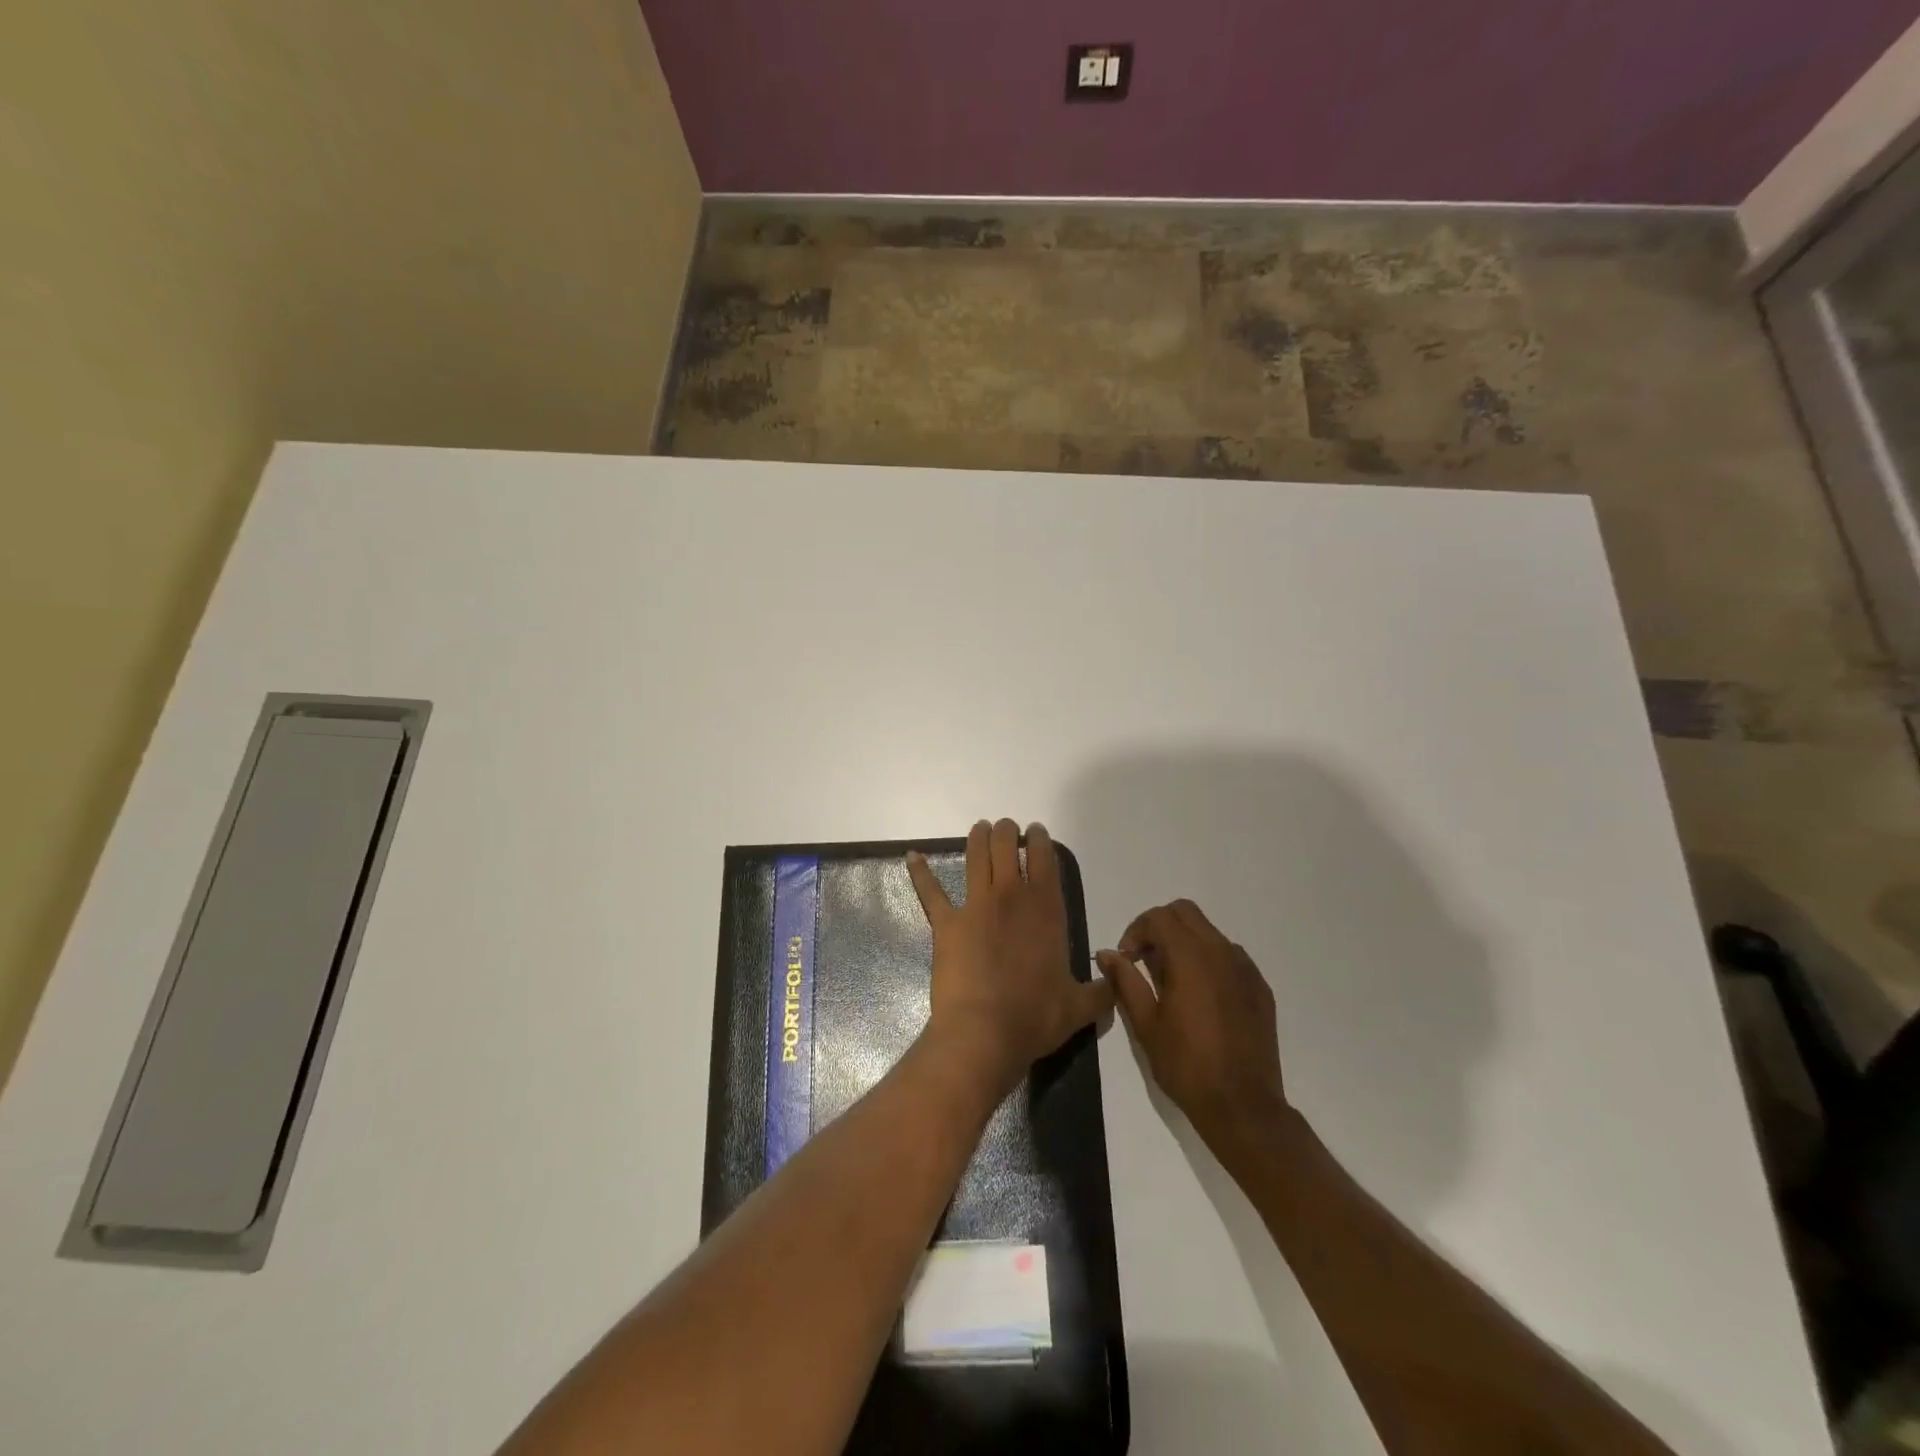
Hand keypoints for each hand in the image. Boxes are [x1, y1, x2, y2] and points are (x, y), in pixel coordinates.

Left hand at [907, 819, 1112, 1096]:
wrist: (984, 1032)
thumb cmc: (1034, 1017)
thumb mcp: (1079, 1008)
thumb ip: (1102, 991)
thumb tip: (1115, 981)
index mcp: (1046, 909)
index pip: (1045, 859)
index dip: (1041, 840)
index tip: (1037, 832)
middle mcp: (1011, 897)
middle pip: (1007, 846)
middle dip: (1008, 832)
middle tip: (1007, 829)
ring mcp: (975, 905)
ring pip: (975, 857)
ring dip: (978, 838)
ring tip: (980, 828)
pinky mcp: (946, 922)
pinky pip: (930, 891)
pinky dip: (920, 872)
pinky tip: (912, 856)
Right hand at [1096, 900, 1288, 1155]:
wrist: (1243, 1106)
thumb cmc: (1186, 1065)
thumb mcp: (1145, 1024)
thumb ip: (1126, 981)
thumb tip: (1108, 954)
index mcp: (1190, 956)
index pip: (1158, 917)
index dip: (1135, 931)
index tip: (1127, 959)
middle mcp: (1221, 952)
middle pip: (1186, 912)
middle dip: (1160, 927)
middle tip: (1145, 960)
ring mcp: (1245, 969)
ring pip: (1209, 932)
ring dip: (1185, 942)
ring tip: (1172, 980)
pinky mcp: (1260, 988)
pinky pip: (1230, 956)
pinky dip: (1209, 961)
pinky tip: (1201, 997)